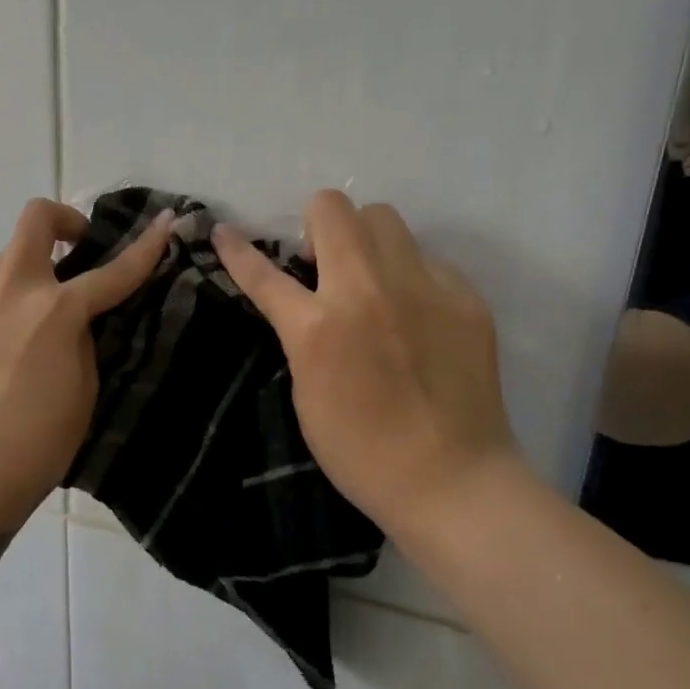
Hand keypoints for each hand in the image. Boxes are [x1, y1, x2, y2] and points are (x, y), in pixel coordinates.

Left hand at [0, 198, 173, 528]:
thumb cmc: (40, 441)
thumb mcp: (84, 388)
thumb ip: (82, 342)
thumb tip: (72, 324)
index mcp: (56, 311)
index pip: (112, 272)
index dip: (145, 247)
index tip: (164, 223)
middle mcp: (11, 296)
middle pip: (33, 221)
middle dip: (63, 220)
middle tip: (78, 249)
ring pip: (4, 265)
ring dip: (32, 274)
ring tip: (43, 319)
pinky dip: (5, 319)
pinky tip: (7, 363)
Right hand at [212, 190, 520, 546]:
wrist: (451, 480)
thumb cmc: (361, 451)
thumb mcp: (307, 393)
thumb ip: (302, 336)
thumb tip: (307, 302)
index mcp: (318, 327)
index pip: (264, 273)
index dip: (237, 250)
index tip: (224, 231)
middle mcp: (367, 291)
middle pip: (334, 208)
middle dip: (317, 226)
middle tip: (323, 264)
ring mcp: (422, 287)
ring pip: (384, 217)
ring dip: (364, 238)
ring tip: (371, 279)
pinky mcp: (465, 296)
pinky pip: (426, 259)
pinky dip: (409, 276)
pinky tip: (417, 315)